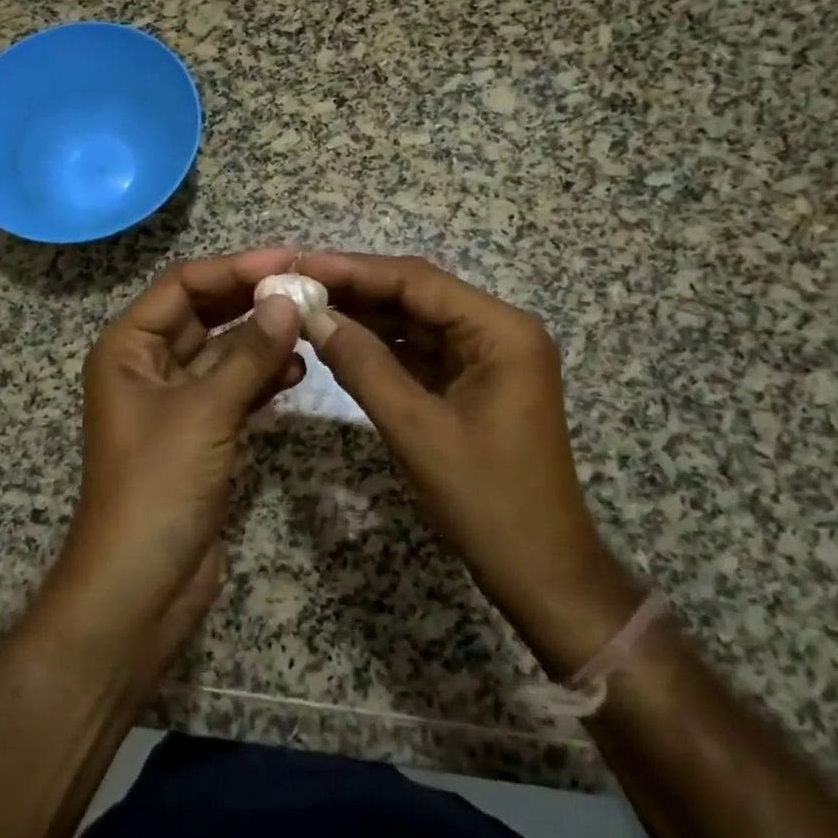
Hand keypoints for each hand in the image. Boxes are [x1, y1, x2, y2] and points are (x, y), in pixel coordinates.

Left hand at [51, 249, 304, 651]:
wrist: (139, 593)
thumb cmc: (157, 489)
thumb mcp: (205, 414)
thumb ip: (249, 355)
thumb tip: (289, 300)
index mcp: (128, 348)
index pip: (183, 286)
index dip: (234, 268)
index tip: (288, 260)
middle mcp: (148, 365)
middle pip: (205, 313)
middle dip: (253, 299)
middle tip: (308, 285)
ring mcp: (177, 401)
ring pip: (225, 351)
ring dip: (264, 337)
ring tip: (312, 325)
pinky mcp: (202, 433)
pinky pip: (236, 388)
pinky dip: (264, 376)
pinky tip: (299, 369)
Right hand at [297, 252, 641, 677]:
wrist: (541, 573)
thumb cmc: (486, 501)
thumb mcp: (416, 429)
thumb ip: (363, 365)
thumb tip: (314, 316)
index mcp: (501, 331)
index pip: (418, 281)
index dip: (355, 270)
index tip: (300, 264)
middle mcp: (499, 331)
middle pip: (418, 295)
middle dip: (357, 290)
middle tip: (295, 284)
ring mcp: (489, 357)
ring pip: (418, 321)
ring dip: (367, 317)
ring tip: (308, 307)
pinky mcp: (476, 382)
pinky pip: (423, 351)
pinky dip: (383, 347)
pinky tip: (341, 342)